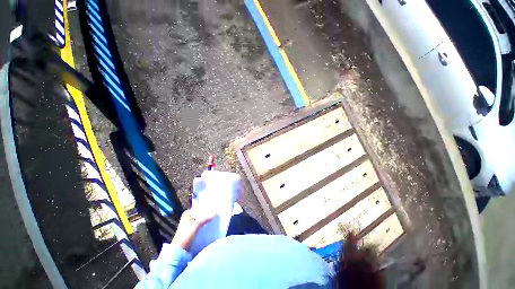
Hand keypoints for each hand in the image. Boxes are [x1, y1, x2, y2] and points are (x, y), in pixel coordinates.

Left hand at [171, 208, 214, 250]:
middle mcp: (188, 217)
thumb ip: (205, 218)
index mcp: (187, 213)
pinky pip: (201, 225)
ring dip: (207, 219)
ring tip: (216, 217)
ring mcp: (190, 225)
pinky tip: (212, 224)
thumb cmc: (185, 235)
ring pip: (201, 219)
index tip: (214, 207)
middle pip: (201, 214)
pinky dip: (206, 224)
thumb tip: (215, 213)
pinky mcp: (193, 231)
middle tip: (216, 212)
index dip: (206, 207)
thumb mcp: (196, 225)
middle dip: (207, 213)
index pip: (199, 207)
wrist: (180, 251)